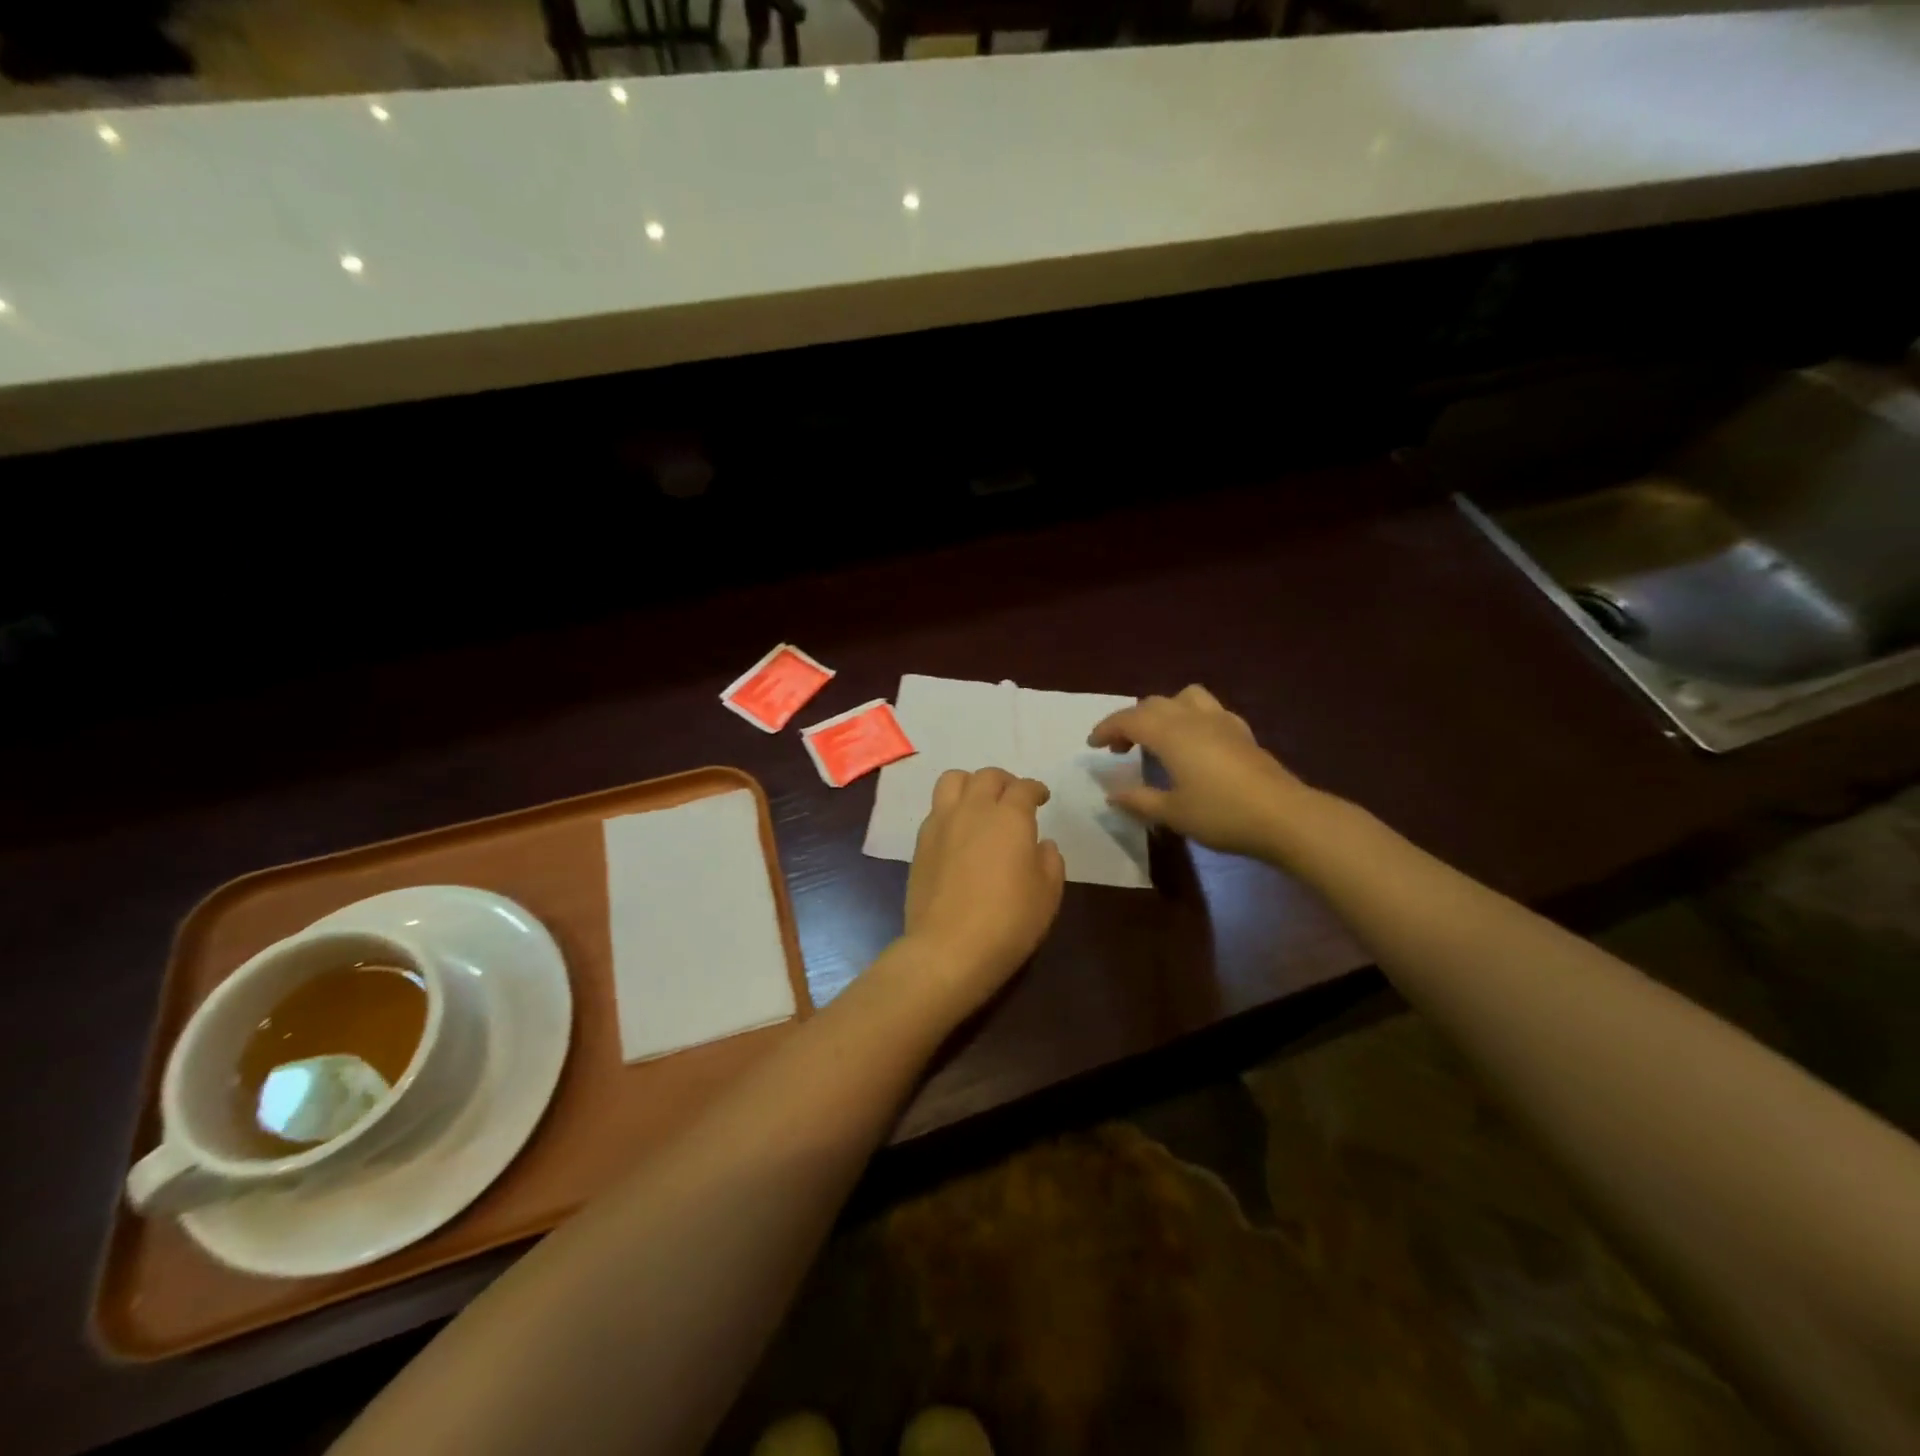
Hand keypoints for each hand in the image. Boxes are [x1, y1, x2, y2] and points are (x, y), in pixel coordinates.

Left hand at [901, 768, 1065, 1015]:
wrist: (948, 948)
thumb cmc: (1008, 921)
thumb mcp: (1047, 894)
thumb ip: (1049, 861)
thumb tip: (1041, 844)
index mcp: (1009, 818)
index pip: (1023, 788)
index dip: (1035, 789)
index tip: (1041, 798)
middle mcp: (973, 810)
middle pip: (987, 776)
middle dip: (1004, 782)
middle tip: (1013, 798)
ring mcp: (941, 824)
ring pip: (953, 780)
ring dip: (971, 784)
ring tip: (980, 804)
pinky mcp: (920, 843)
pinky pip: (936, 809)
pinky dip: (951, 809)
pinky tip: (959, 832)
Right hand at [1088, 685, 1324, 860]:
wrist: (1283, 816)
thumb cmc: (1220, 814)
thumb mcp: (1172, 813)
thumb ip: (1139, 800)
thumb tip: (1112, 794)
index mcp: (1169, 733)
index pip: (1128, 719)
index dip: (1106, 728)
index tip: (1093, 744)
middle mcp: (1192, 718)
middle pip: (1153, 704)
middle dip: (1130, 721)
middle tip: (1120, 748)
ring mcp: (1221, 721)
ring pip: (1184, 697)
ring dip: (1163, 710)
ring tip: (1158, 736)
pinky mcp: (1242, 732)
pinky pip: (1209, 710)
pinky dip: (1191, 718)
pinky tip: (1195, 743)